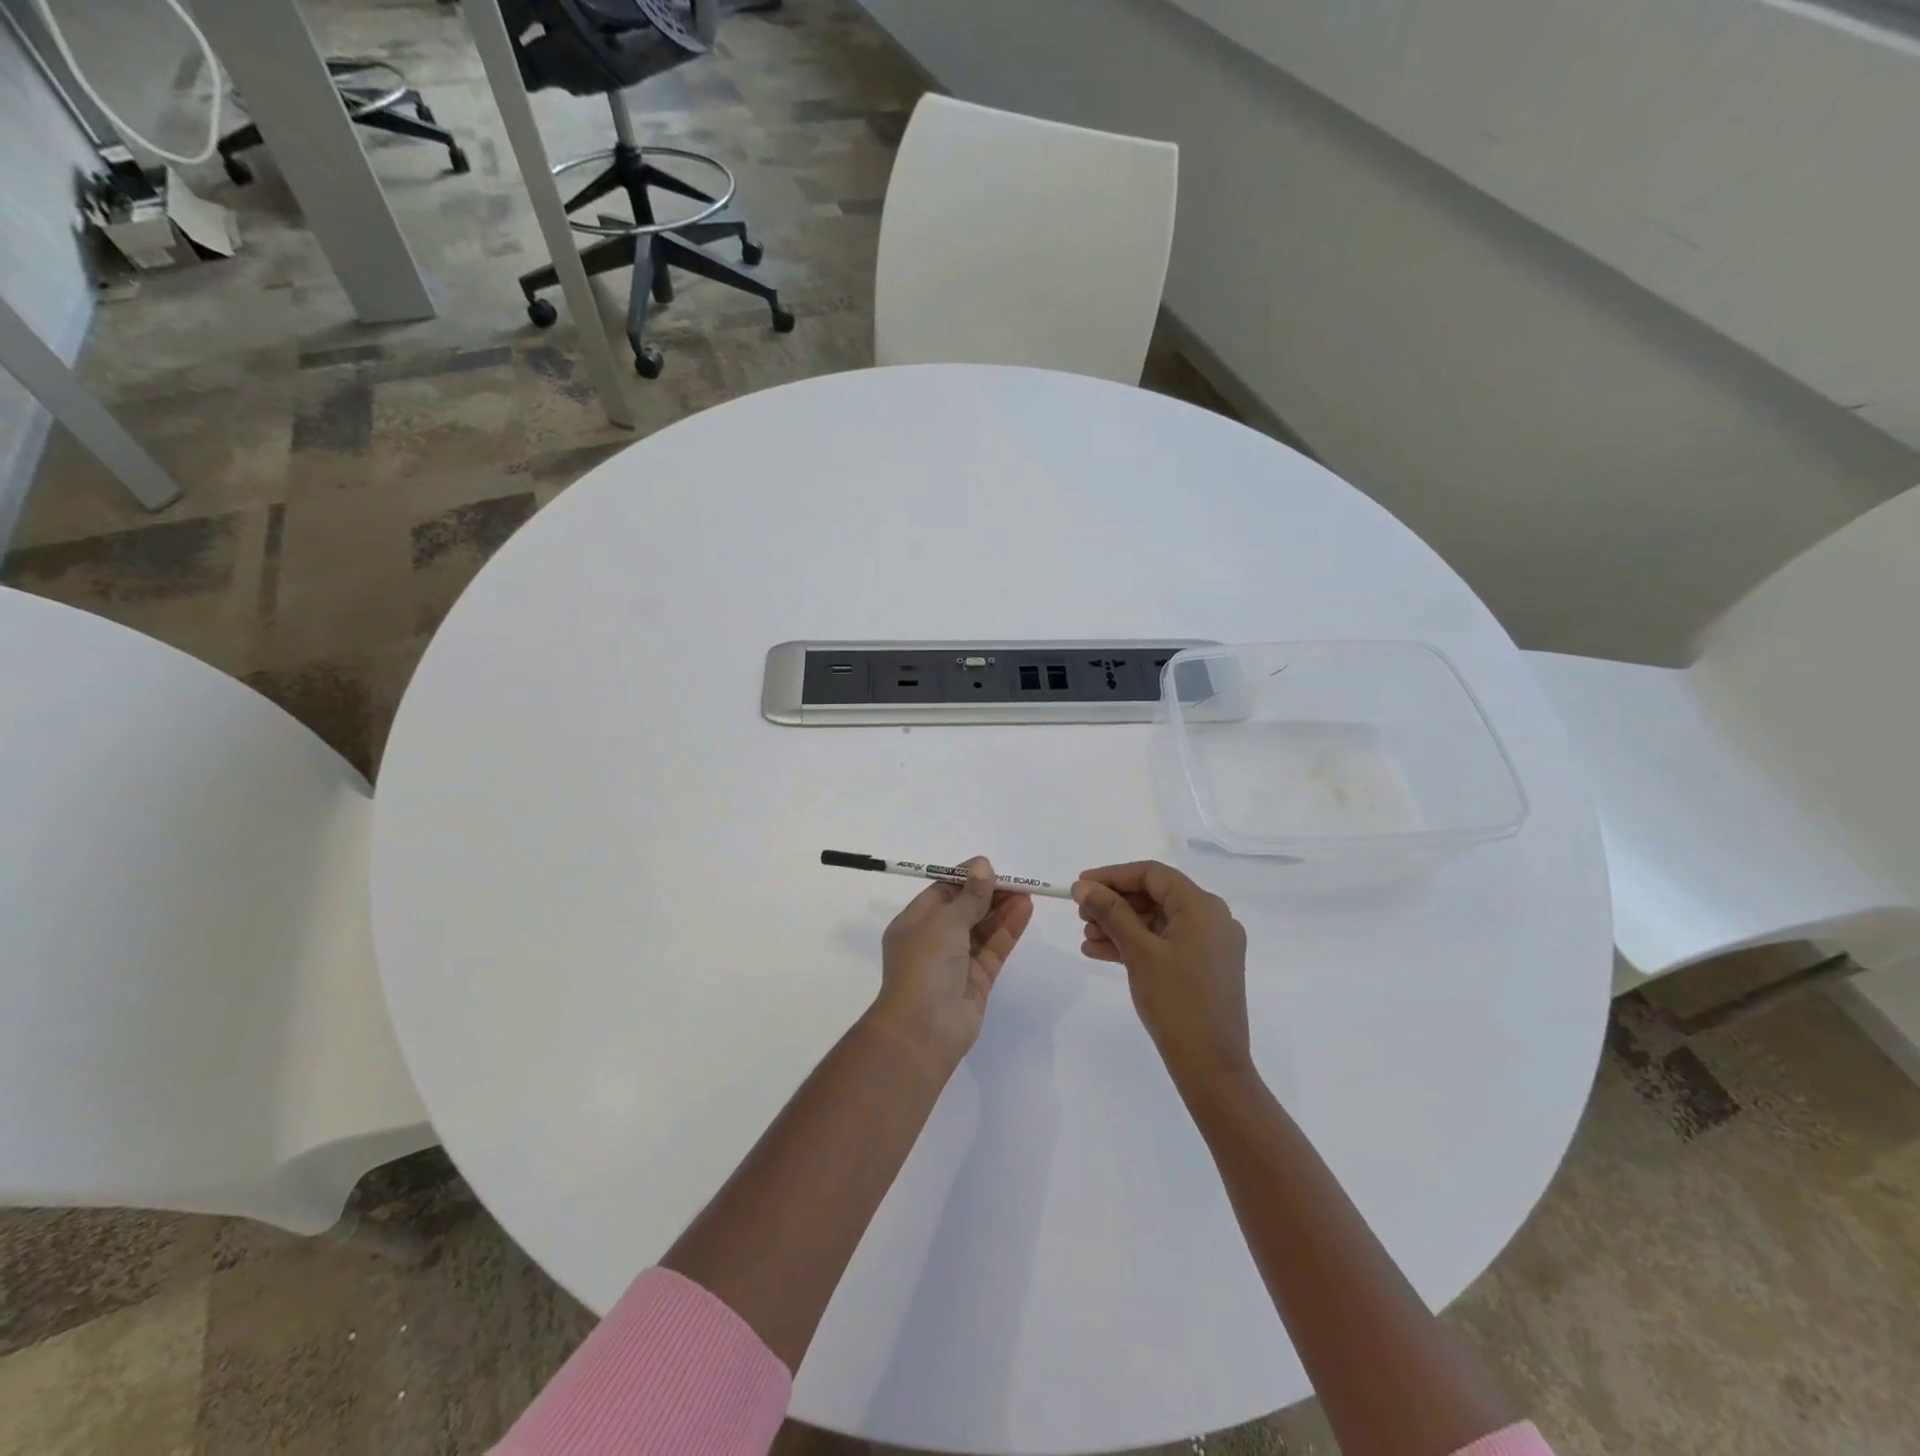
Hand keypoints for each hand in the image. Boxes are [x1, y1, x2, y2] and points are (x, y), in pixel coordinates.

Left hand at [870, 857, 1033, 1073]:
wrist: (924, 1030)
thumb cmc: (925, 966)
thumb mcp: (944, 921)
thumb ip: (969, 895)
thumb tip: (982, 865)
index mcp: (914, 923)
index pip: (941, 893)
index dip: (966, 879)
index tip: (990, 868)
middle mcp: (933, 940)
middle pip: (965, 909)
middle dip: (989, 894)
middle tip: (1016, 881)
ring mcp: (956, 962)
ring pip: (982, 929)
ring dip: (1002, 910)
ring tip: (1027, 892)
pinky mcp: (977, 980)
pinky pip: (994, 949)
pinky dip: (1008, 930)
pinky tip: (1025, 910)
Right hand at [1074, 860, 1252, 1089]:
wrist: (1211, 1066)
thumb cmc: (1175, 1001)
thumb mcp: (1138, 951)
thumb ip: (1111, 912)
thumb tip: (1083, 885)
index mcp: (1202, 906)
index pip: (1152, 874)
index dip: (1113, 876)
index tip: (1080, 886)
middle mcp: (1212, 918)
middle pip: (1155, 896)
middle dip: (1115, 903)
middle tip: (1080, 914)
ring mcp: (1211, 944)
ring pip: (1157, 921)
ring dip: (1120, 925)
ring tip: (1086, 938)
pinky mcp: (1205, 967)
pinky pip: (1165, 942)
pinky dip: (1136, 944)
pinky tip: (1100, 952)